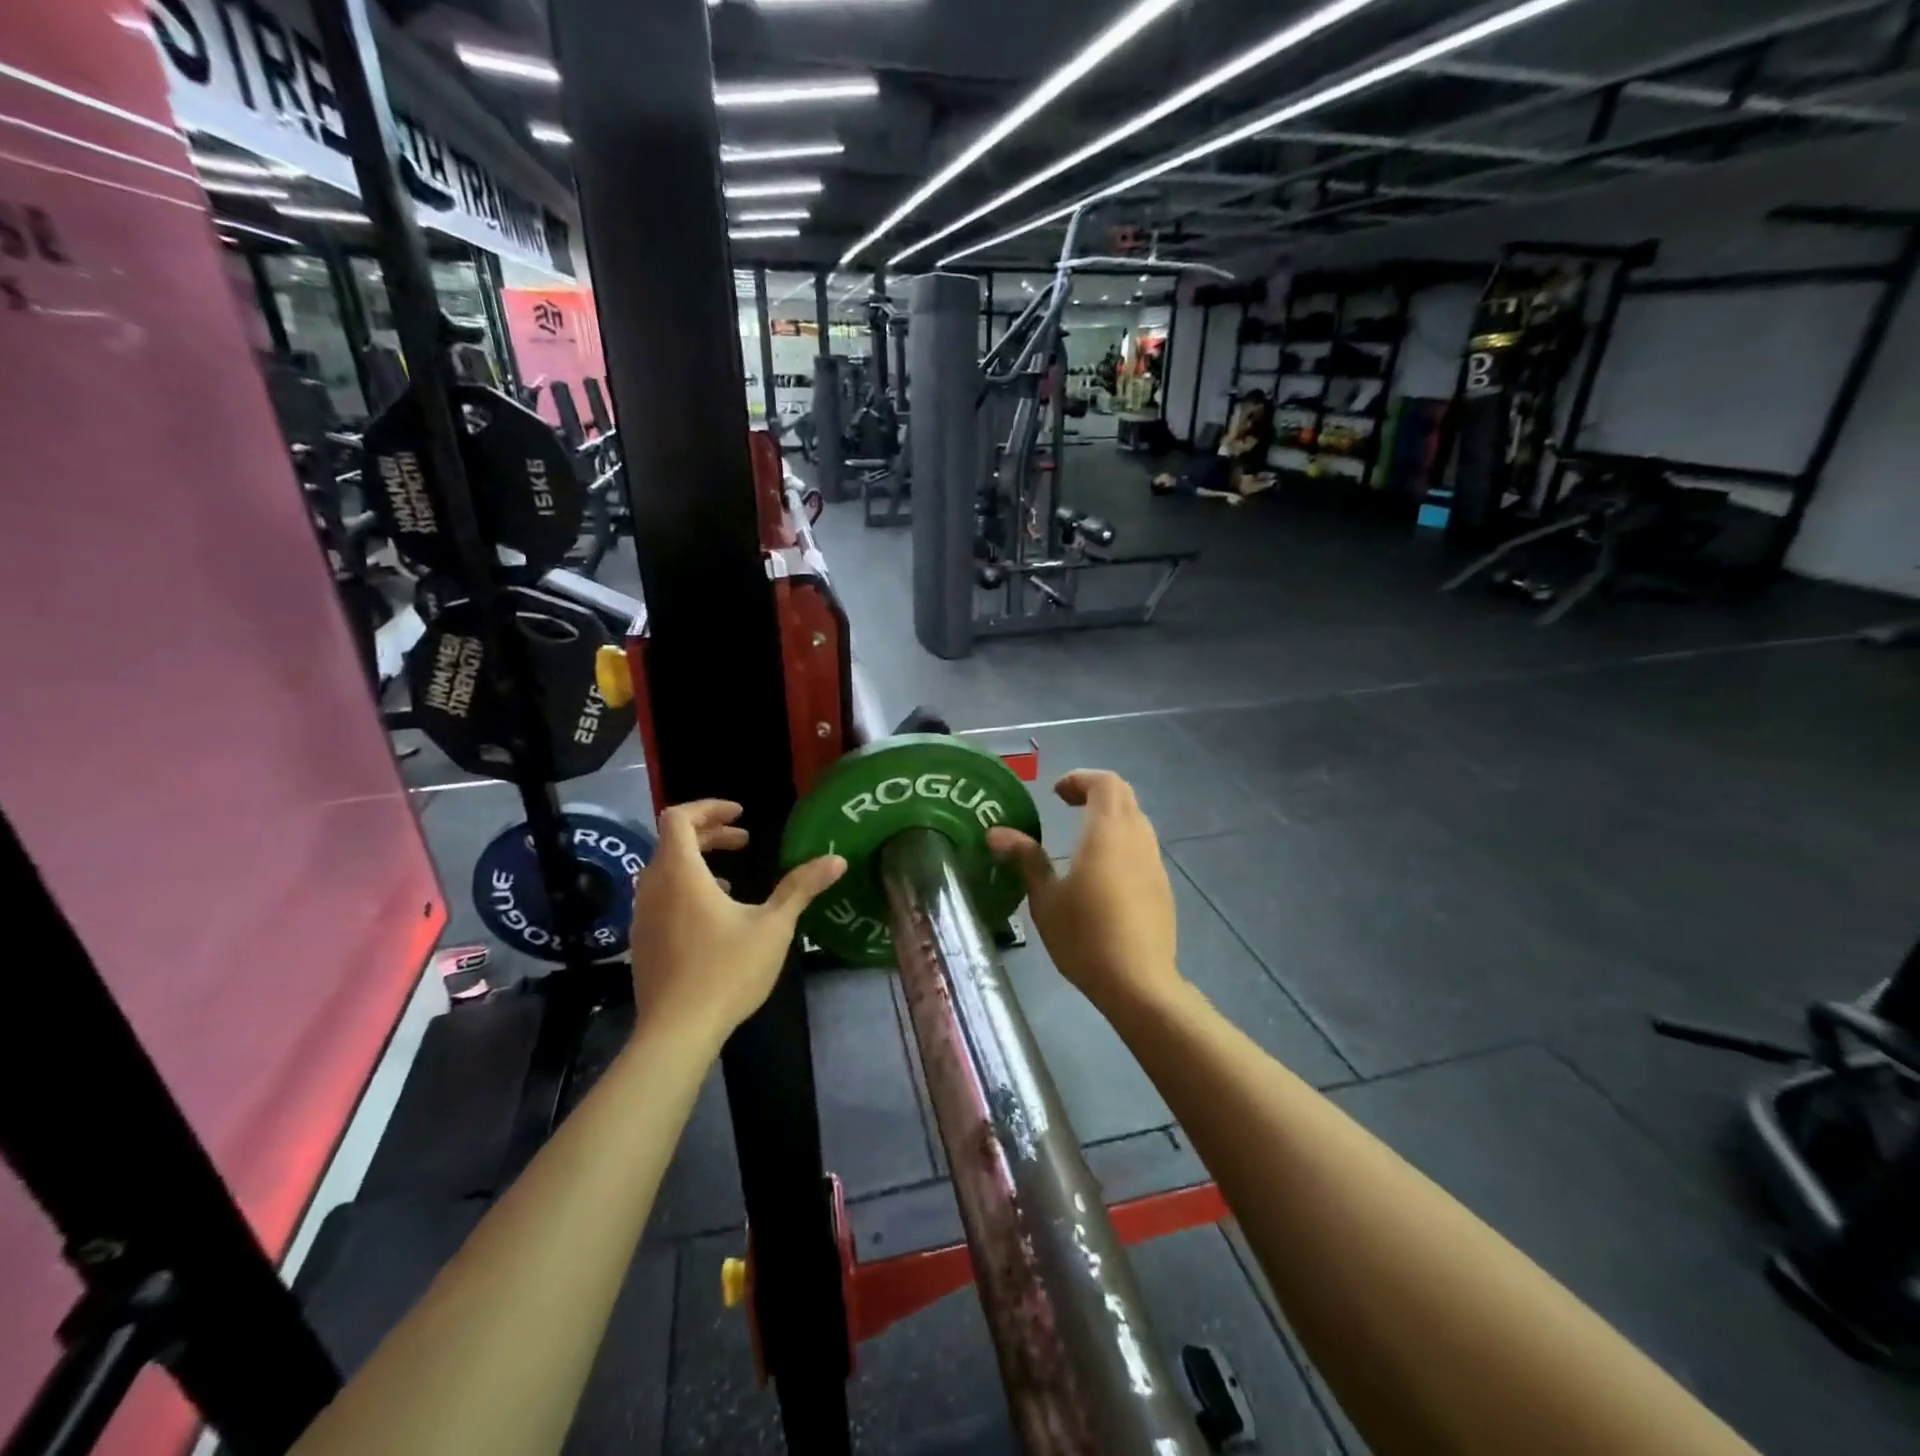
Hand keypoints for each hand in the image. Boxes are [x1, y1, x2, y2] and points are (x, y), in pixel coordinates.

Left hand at [629, 800, 844, 1045]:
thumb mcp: (773, 926)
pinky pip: (660, 898)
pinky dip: (685, 889)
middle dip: (710, 834)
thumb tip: (837, 859)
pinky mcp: (641, 942)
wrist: (677, 1032)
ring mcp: (642, 917)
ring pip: (664, 872)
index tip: (741, 814)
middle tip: (744, 840)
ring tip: (732, 880)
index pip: (678, 818)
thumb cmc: (726, 971)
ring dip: (697, 863)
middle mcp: (653, 888)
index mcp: (681, 874)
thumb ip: (801, 887)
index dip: (709, 807)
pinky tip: (714, 918)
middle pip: (672, 843)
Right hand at [987, 771, 1179, 1019]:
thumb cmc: (1084, 936)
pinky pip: (1142, 847)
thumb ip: (1025, 859)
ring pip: (1135, 820)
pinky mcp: (1162, 885)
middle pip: (1123, 796)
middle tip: (1065, 805)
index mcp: (1107, 833)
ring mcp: (1154, 862)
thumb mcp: (1045, 899)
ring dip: (1109, 816)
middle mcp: (1136, 838)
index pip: (1104, 783)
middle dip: (1093, 792)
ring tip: (1080, 837)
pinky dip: (1121, 841)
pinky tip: (1102, 872)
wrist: (1138, 982)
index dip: (1080, 779)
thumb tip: (996, 832)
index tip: (1055, 794)